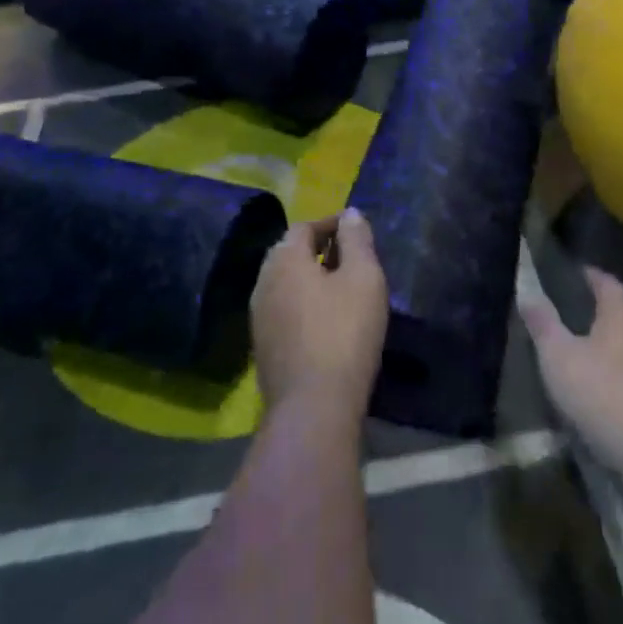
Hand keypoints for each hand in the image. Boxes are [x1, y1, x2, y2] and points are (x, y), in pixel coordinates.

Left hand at [251, 208, 387, 421]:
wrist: (313, 409)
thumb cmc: (343, 333)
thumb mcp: (364, 278)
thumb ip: (357, 240)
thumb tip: (350, 214)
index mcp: (284, 259)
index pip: (303, 227)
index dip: (330, 223)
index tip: (356, 229)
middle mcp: (263, 282)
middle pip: (290, 253)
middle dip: (318, 249)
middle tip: (349, 255)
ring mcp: (258, 318)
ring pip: (285, 283)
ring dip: (310, 278)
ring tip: (341, 287)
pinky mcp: (263, 348)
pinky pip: (284, 310)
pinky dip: (303, 303)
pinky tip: (325, 320)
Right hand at [522, 268, 622, 477]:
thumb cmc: (604, 396)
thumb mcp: (559, 358)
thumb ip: (543, 325)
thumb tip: (529, 293)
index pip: (609, 284)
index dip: (592, 276)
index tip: (576, 273)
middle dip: (602, 318)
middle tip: (573, 320)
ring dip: (614, 354)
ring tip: (587, 363)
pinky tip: (609, 402)